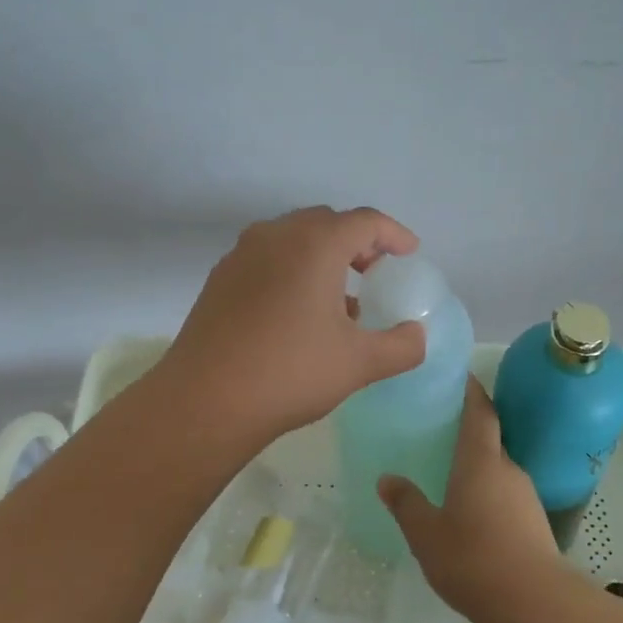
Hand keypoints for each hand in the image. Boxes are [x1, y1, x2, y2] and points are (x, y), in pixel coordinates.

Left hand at [159, 206, 427, 444]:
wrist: (205, 400)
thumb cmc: (290, 373)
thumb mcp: (359, 363)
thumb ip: (401, 346)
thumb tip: (417, 335)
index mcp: (315, 244)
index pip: (365, 221)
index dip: (394, 234)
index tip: (409, 255)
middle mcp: (275, 236)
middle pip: (326, 222)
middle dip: (357, 241)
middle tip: (375, 272)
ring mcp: (241, 255)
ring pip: (292, 239)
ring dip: (322, 256)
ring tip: (340, 298)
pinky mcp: (220, 279)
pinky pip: (267, 259)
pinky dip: (292, 270)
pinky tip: (298, 313)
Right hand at [378, 377, 569, 621]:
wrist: (534, 604)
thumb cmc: (473, 559)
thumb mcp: (426, 534)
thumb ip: (406, 504)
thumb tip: (387, 479)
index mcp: (480, 461)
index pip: (480, 412)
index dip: (471, 391)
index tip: (460, 377)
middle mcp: (507, 469)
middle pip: (489, 439)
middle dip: (468, 433)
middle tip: (439, 433)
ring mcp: (525, 496)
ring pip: (498, 471)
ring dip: (477, 468)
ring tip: (449, 478)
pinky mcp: (535, 522)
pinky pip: (506, 496)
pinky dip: (488, 496)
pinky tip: (471, 518)